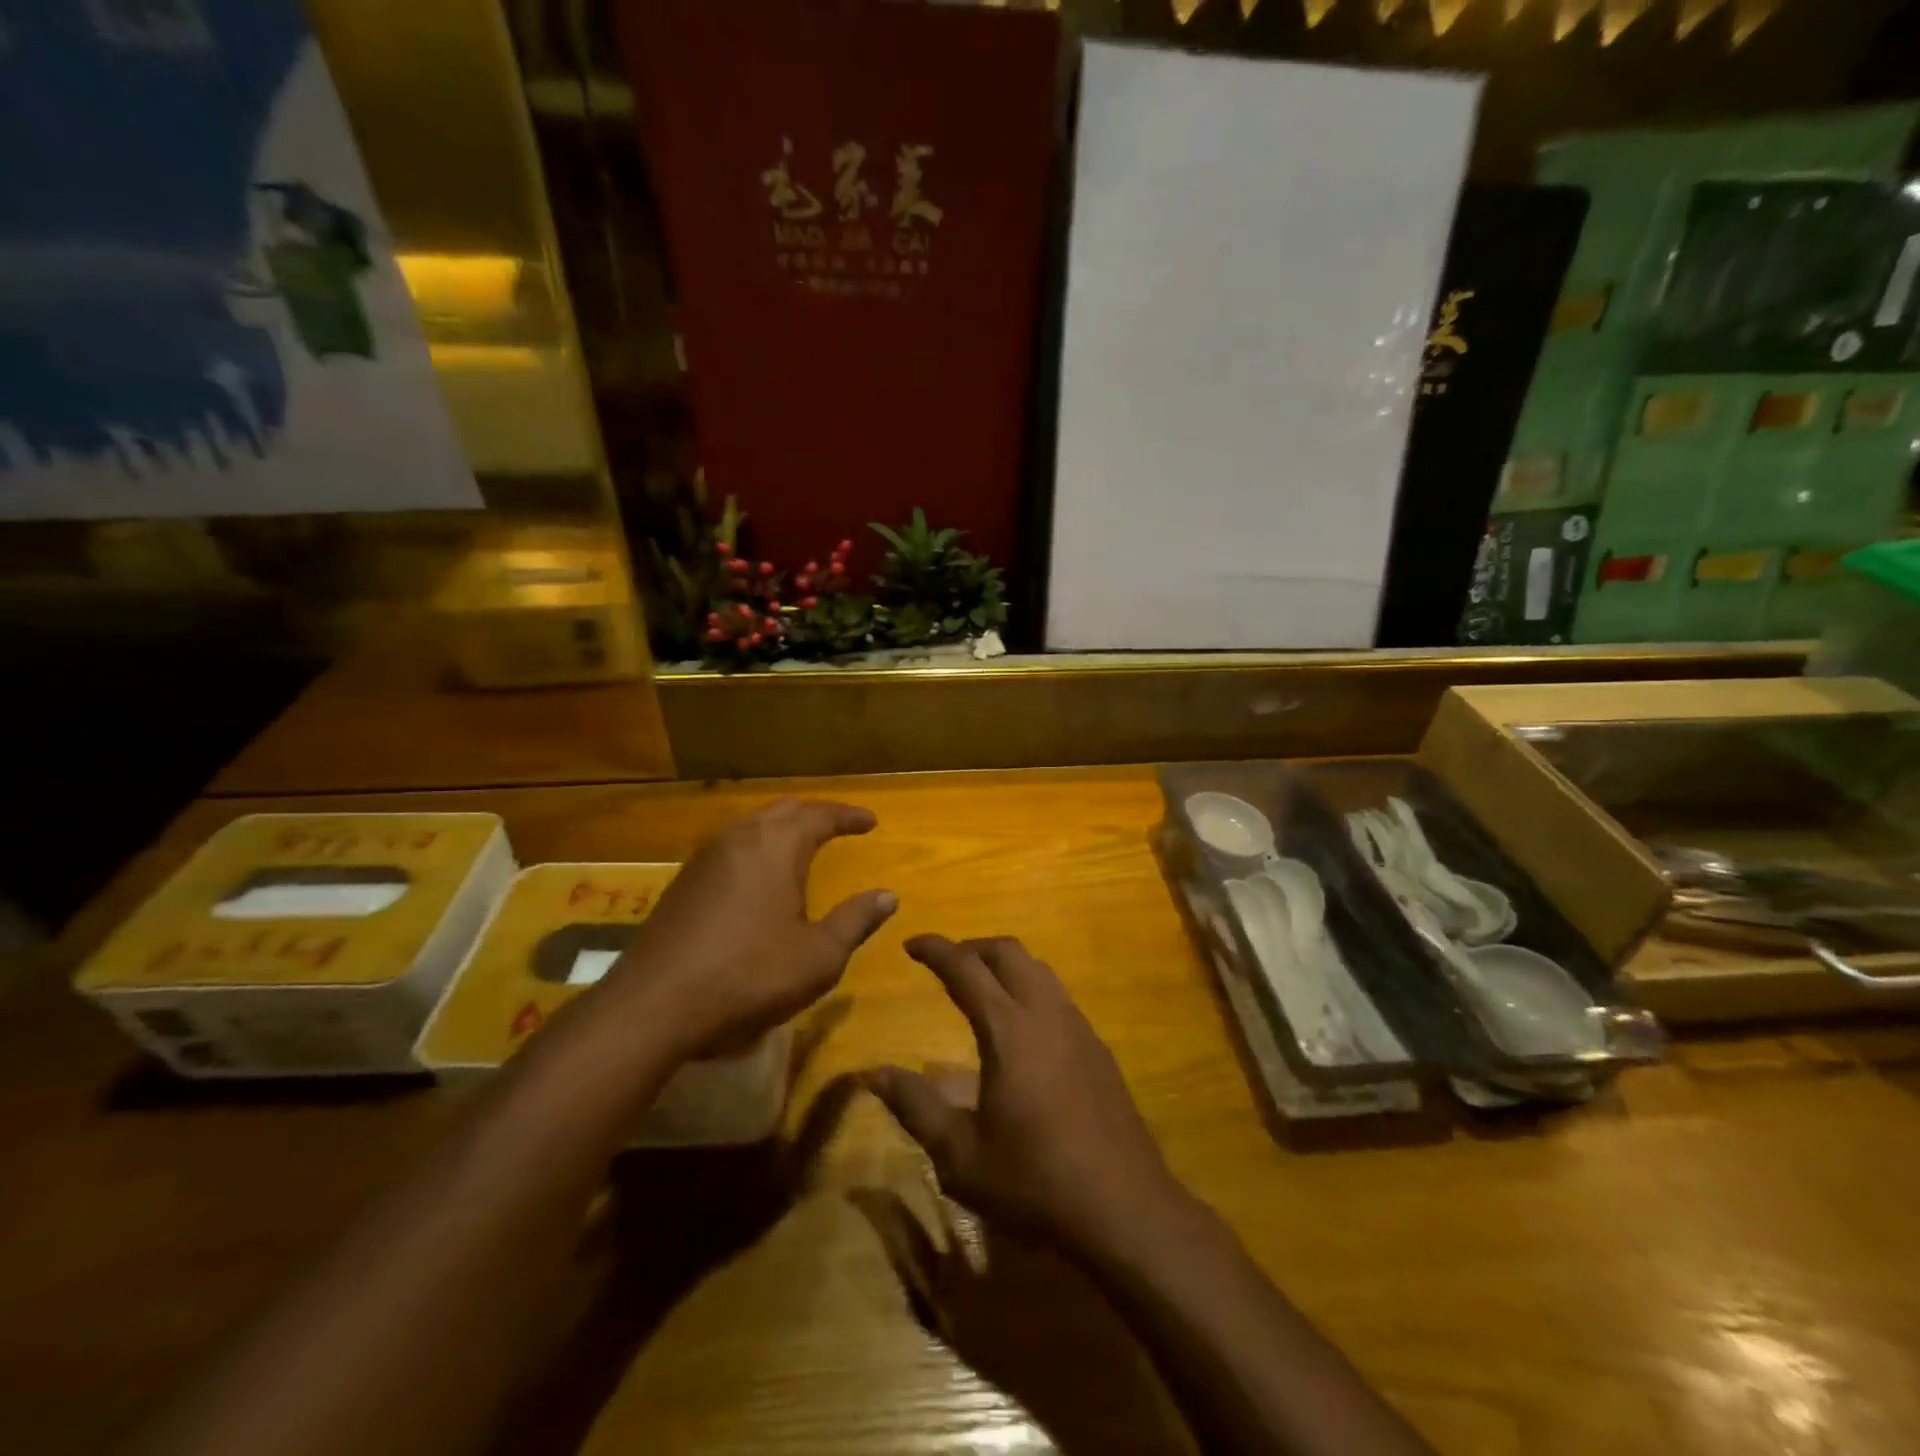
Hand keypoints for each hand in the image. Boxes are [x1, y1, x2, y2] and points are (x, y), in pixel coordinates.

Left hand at [605, 799, 896, 1056]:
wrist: (654, 1006)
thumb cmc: (749, 976)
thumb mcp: (819, 956)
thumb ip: (856, 920)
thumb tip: (888, 895)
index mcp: (776, 847)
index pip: (820, 815)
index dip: (848, 816)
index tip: (871, 822)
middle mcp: (738, 839)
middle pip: (783, 811)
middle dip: (815, 815)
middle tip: (838, 826)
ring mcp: (704, 859)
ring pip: (751, 825)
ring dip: (781, 828)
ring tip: (801, 844)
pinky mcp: (682, 883)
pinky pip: (729, 847)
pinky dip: (755, 848)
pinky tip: (756, 874)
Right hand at [866, 935, 1187, 1258]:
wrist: (1124, 1207)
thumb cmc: (1034, 1181)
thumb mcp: (961, 1155)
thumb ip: (915, 1107)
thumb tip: (872, 1074)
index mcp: (1008, 1030)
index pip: (965, 969)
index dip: (936, 950)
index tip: (911, 943)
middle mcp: (1045, 1013)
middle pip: (1008, 953)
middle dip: (972, 947)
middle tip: (945, 963)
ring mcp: (1078, 1027)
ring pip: (1038, 969)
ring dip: (1005, 964)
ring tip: (981, 986)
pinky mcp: (1098, 1048)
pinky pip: (1058, 995)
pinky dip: (1030, 987)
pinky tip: (1022, 1026)